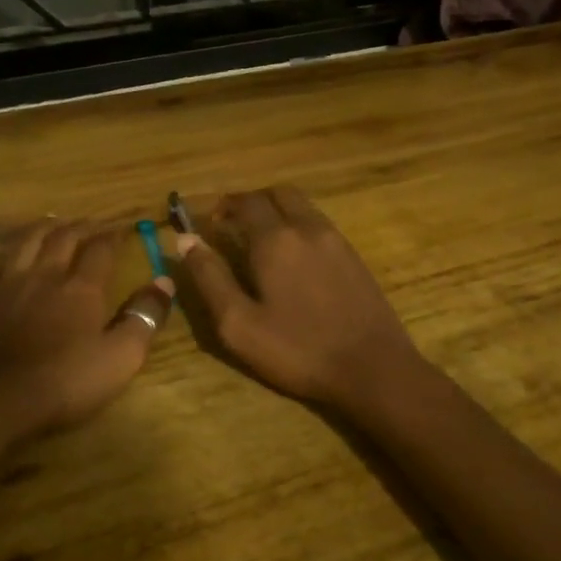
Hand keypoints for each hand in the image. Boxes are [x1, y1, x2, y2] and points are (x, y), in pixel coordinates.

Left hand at [0, 219, 174, 440]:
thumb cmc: (62, 384)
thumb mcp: (119, 359)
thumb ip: (144, 318)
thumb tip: (164, 281)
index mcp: (81, 288)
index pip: (101, 249)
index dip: (114, 236)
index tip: (123, 229)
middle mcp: (44, 275)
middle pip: (63, 238)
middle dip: (81, 226)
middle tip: (91, 223)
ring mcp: (5, 285)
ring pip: (25, 243)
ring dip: (42, 229)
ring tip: (53, 223)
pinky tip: (0, 261)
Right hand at [177, 187, 426, 411]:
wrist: (373, 368)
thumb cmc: (298, 349)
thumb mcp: (239, 323)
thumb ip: (209, 277)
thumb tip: (186, 240)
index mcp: (275, 239)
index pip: (245, 201)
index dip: (224, 205)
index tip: (210, 222)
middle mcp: (306, 227)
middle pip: (277, 193)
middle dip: (252, 202)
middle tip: (234, 226)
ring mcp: (335, 240)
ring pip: (302, 206)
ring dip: (277, 212)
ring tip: (261, 242)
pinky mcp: (354, 256)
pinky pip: (319, 224)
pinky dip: (299, 226)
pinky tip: (294, 260)